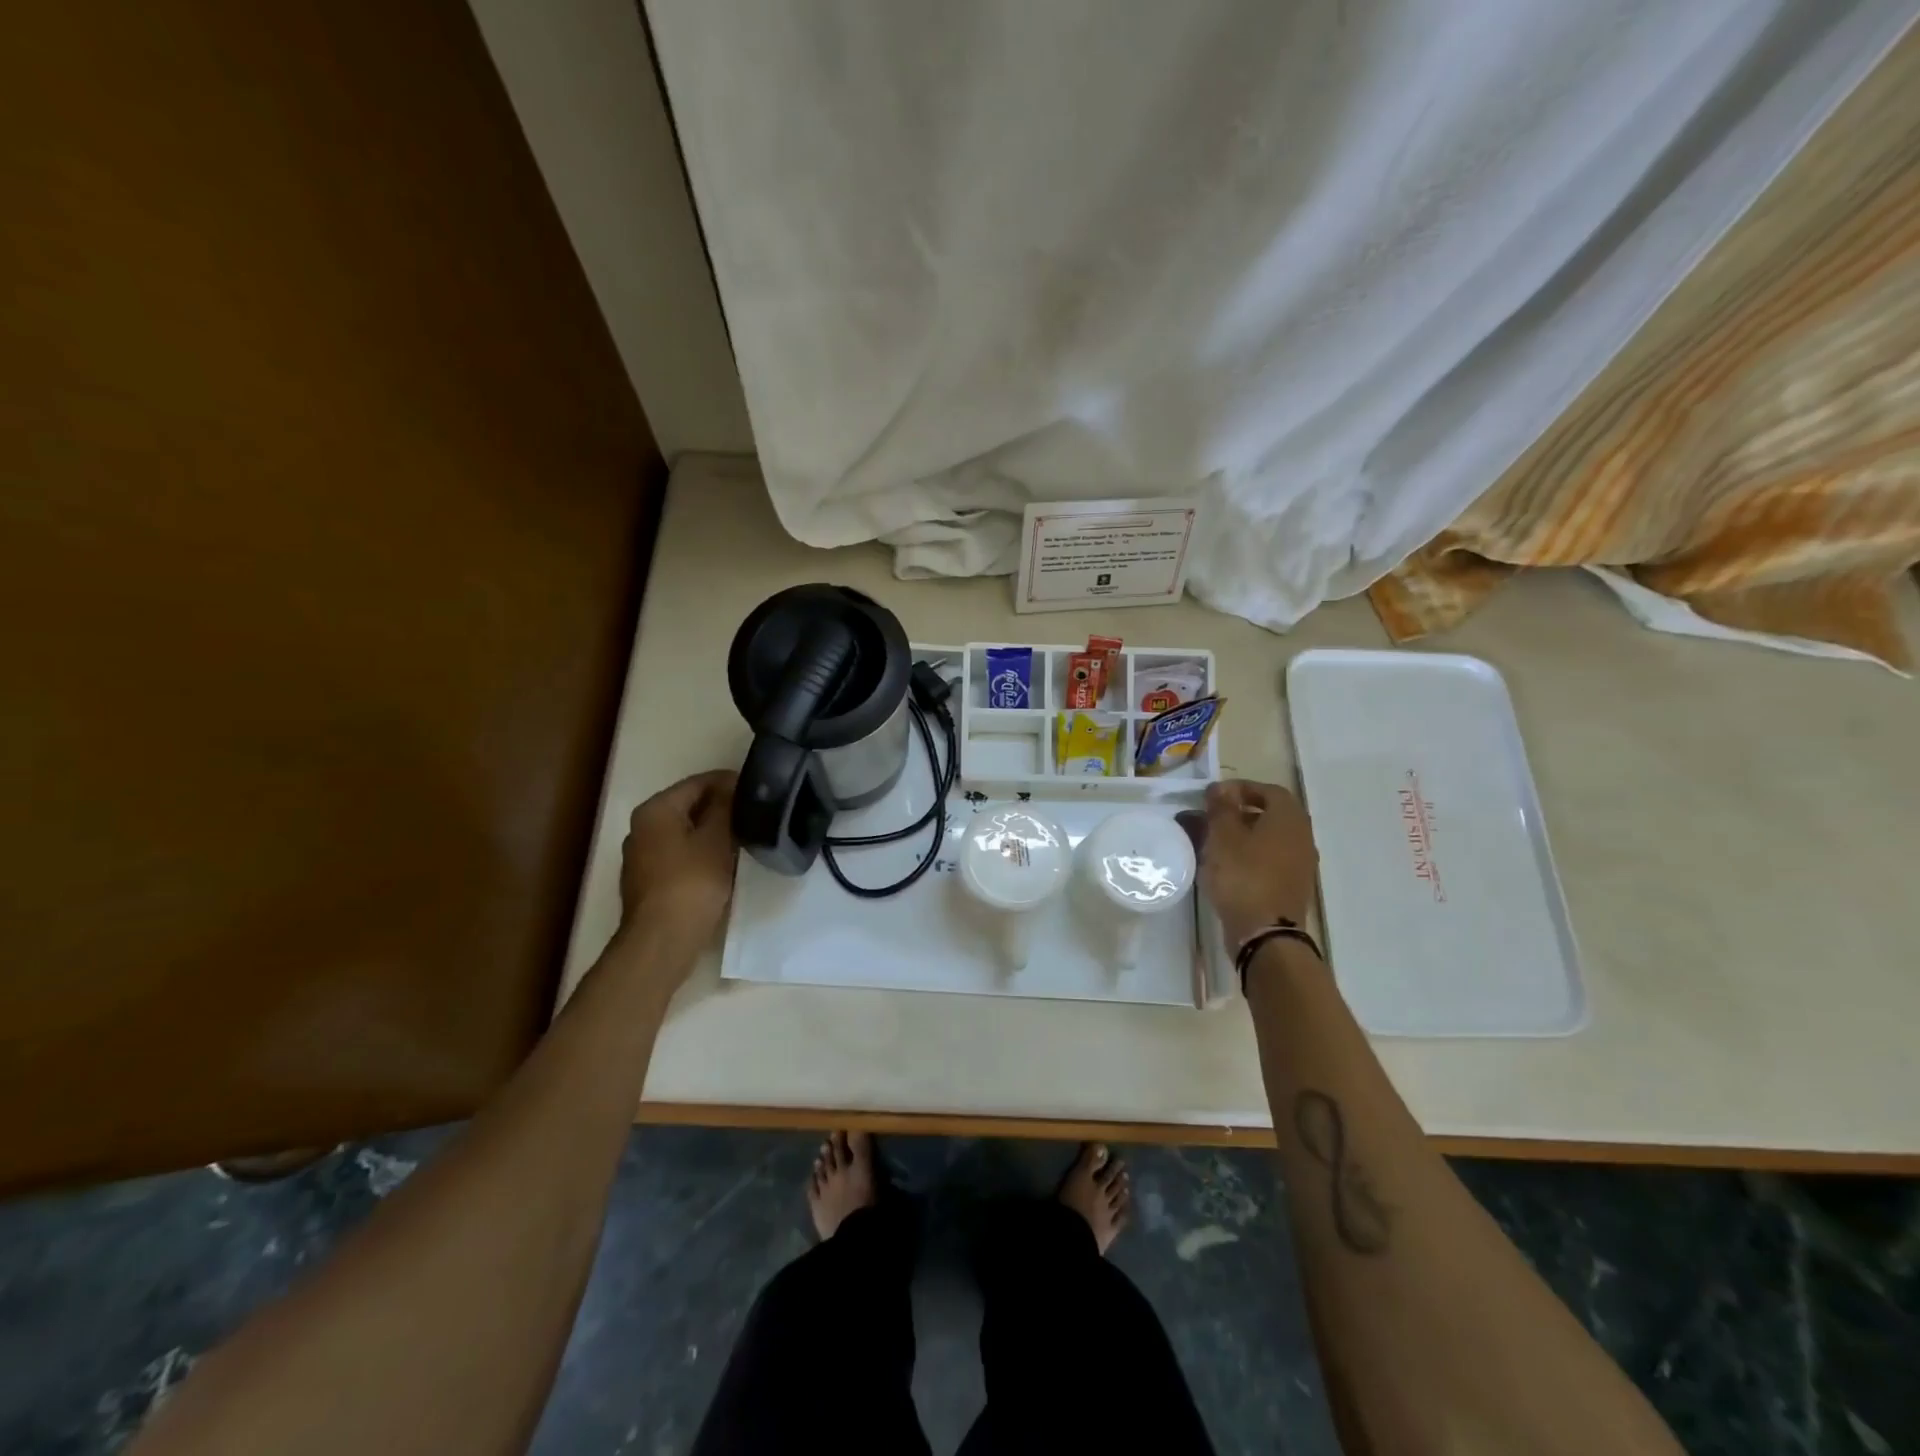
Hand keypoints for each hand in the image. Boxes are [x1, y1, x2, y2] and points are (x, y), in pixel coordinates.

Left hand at [619, 770, 737, 946]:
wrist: (662, 940)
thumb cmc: (692, 883)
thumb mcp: (717, 839)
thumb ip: (725, 807)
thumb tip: (731, 788)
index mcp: (655, 810)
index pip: (697, 782)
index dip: (728, 781)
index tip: (757, 789)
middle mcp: (641, 827)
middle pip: (688, 806)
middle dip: (720, 807)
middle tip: (754, 813)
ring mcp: (642, 856)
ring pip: (684, 831)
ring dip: (712, 831)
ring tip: (744, 836)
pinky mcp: (649, 881)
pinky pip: (680, 854)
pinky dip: (701, 852)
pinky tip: (723, 862)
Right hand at [1198, 779, 1319, 948]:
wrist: (1265, 934)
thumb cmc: (1243, 876)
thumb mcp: (1223, 837)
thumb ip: (1222, 808)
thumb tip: (1222, 788)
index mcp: (1289, 819)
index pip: (1269, 790)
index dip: (1242, 788)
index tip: (1215, 796)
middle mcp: (1302, 837)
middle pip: (1272, 814)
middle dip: (1241, 812)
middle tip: (1213, 817)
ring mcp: (1300, 864)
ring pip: (1270, 838)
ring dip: (1244, 835)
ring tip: (1214, 842)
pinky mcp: (1292, 886)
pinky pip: (1270, 859)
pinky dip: (1250, 855)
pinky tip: (1227, 866)